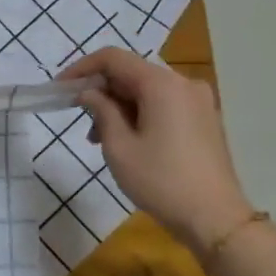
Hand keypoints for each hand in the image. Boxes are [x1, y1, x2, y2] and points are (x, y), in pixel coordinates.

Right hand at [62, 48, 254, 252]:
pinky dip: (139, 113)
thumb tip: (89, 93)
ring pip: (146, 90)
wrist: (215, 217)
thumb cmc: (160, 181)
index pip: (113, 58)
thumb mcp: (118, 147)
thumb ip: (101, 111)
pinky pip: (163, 104)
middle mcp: (183, 83)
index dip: (82, 68)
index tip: (60, 88)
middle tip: (78, 118)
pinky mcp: (203, 118)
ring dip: (118, 106)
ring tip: (99, 139)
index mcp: (162, 84)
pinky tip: (126, 140)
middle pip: (131, 73)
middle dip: (101, 91)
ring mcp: (198, 101)